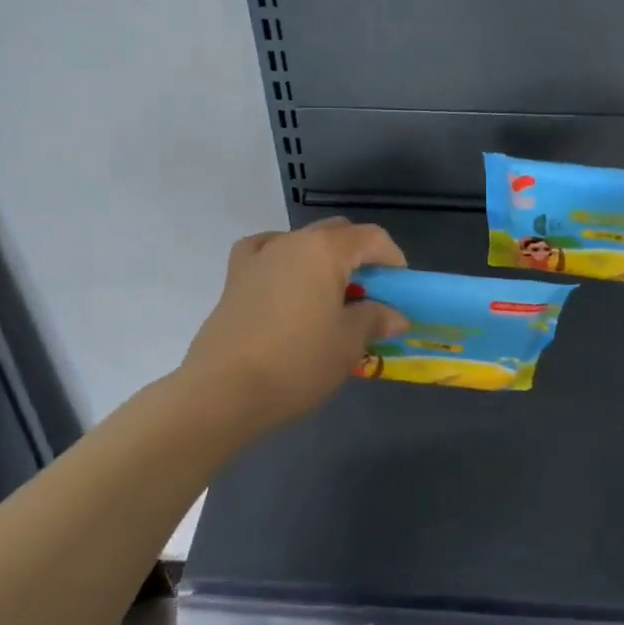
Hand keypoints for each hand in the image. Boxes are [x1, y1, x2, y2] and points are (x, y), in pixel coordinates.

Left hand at [182, 217, 409, 431]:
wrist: (224, 390)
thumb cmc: (297, 363)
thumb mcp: (348, 344)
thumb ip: (375, 319)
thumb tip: (394, 316)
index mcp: (325, 251)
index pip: (371, 237)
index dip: (392, 258)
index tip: (400, 288)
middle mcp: (292, 242)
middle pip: (336, 233)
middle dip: (360, 256)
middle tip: (370, 294)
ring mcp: (259, 256)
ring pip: (302, 242)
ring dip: (324, 260)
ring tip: (329, 296)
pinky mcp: (235, 277)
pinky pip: (267, 253)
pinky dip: (285, 260)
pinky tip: (287, 282)